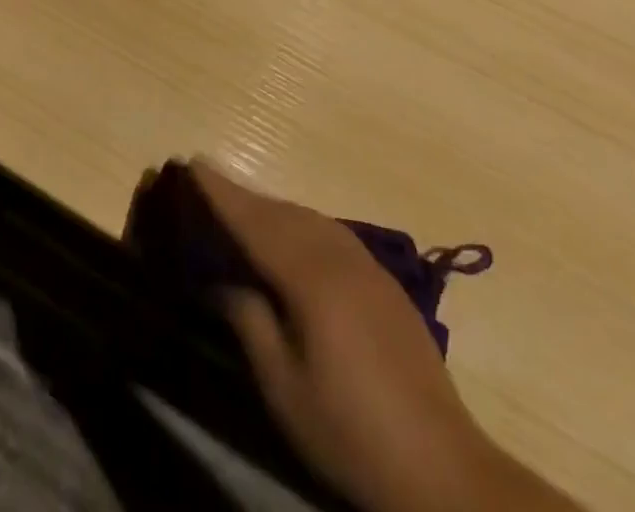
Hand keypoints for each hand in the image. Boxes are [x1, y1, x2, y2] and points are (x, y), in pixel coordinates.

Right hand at [192, 162, 548, 511]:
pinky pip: (330, 234)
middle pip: (282, 212)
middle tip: (207, 181)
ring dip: (272, 208)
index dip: (221, 192)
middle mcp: (339, 257)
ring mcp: (368, 267)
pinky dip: (301, 224)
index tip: (192, 163)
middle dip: (243, 195)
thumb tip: (221, 280)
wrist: (442, 470)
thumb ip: (249, 321)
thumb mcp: (284, 386)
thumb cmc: (349, 430)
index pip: (255, 221)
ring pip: (309, 218)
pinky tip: (293, 238)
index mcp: (310, 276)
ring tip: (243, 207)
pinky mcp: (385, 284)